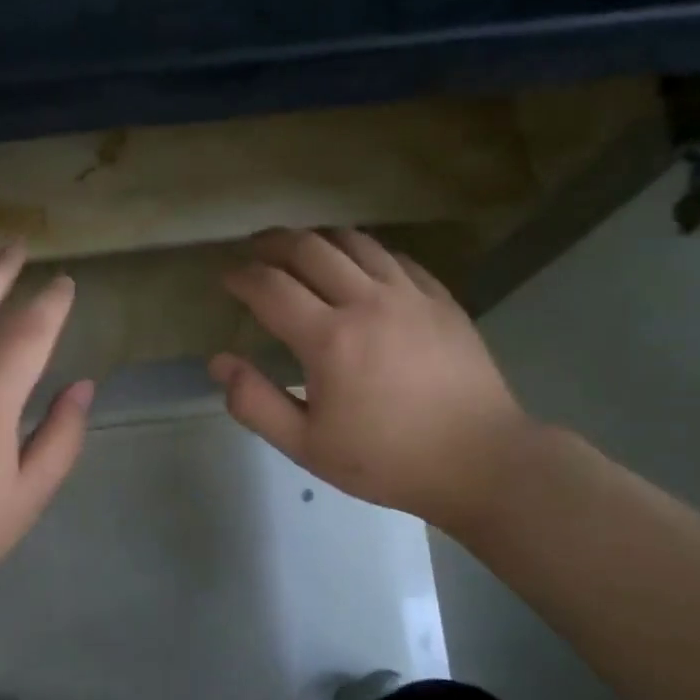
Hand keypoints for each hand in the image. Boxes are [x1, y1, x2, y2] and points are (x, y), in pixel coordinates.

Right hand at [209, 228, 531, 527]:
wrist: (480, 461)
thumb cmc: (387, 460)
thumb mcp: (308, 446)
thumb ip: (256, 403)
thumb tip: (220, 362)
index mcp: (329, 339)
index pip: (271, 287)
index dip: (242, 277)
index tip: (228, 277)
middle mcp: (367, 301)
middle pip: (309, 248)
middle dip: (273, 242)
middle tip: (254, 249)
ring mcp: (410, 294)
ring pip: (354, 242)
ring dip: (318, 238)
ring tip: (300, 248)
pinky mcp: (441, 298)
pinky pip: (395, 257)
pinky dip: (365, 252)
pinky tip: (359, 266)